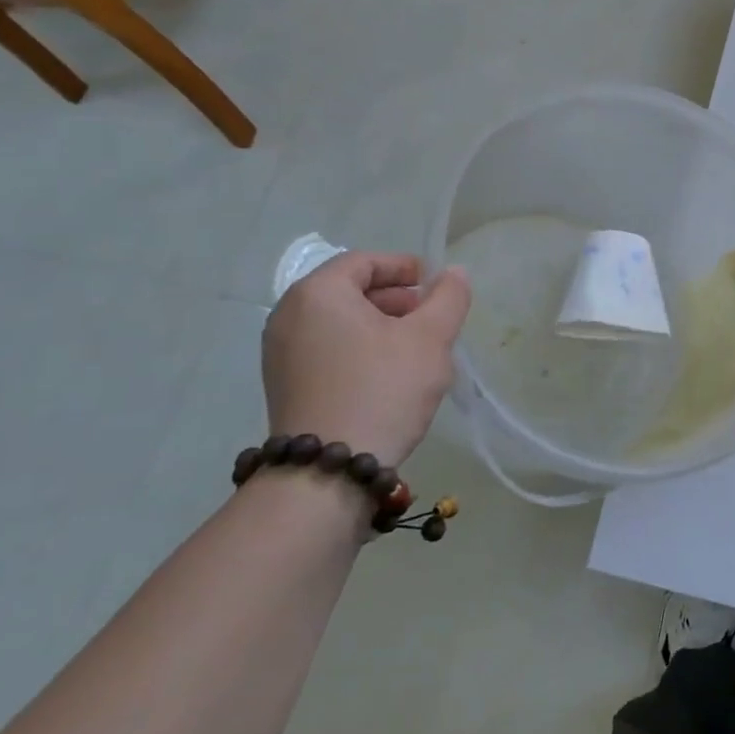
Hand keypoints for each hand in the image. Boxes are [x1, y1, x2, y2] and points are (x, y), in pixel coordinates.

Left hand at [262, 252, 471, 467]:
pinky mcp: (285, 386)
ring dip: (381, 325)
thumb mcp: (430, 338)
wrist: (328, 471)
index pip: (364, 262)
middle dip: (395, 298)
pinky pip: (328, 349)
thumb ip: (448, 297)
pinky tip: (390, 374)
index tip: (434, 283)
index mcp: (318, 294)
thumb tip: (453, 273)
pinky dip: (360, 348)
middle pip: (349, 290)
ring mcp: (280, 354)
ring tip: (417, 348)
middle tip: (431, 316)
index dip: (403, 266)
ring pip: (340, 322)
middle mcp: (289, 317)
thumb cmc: (382, 389)